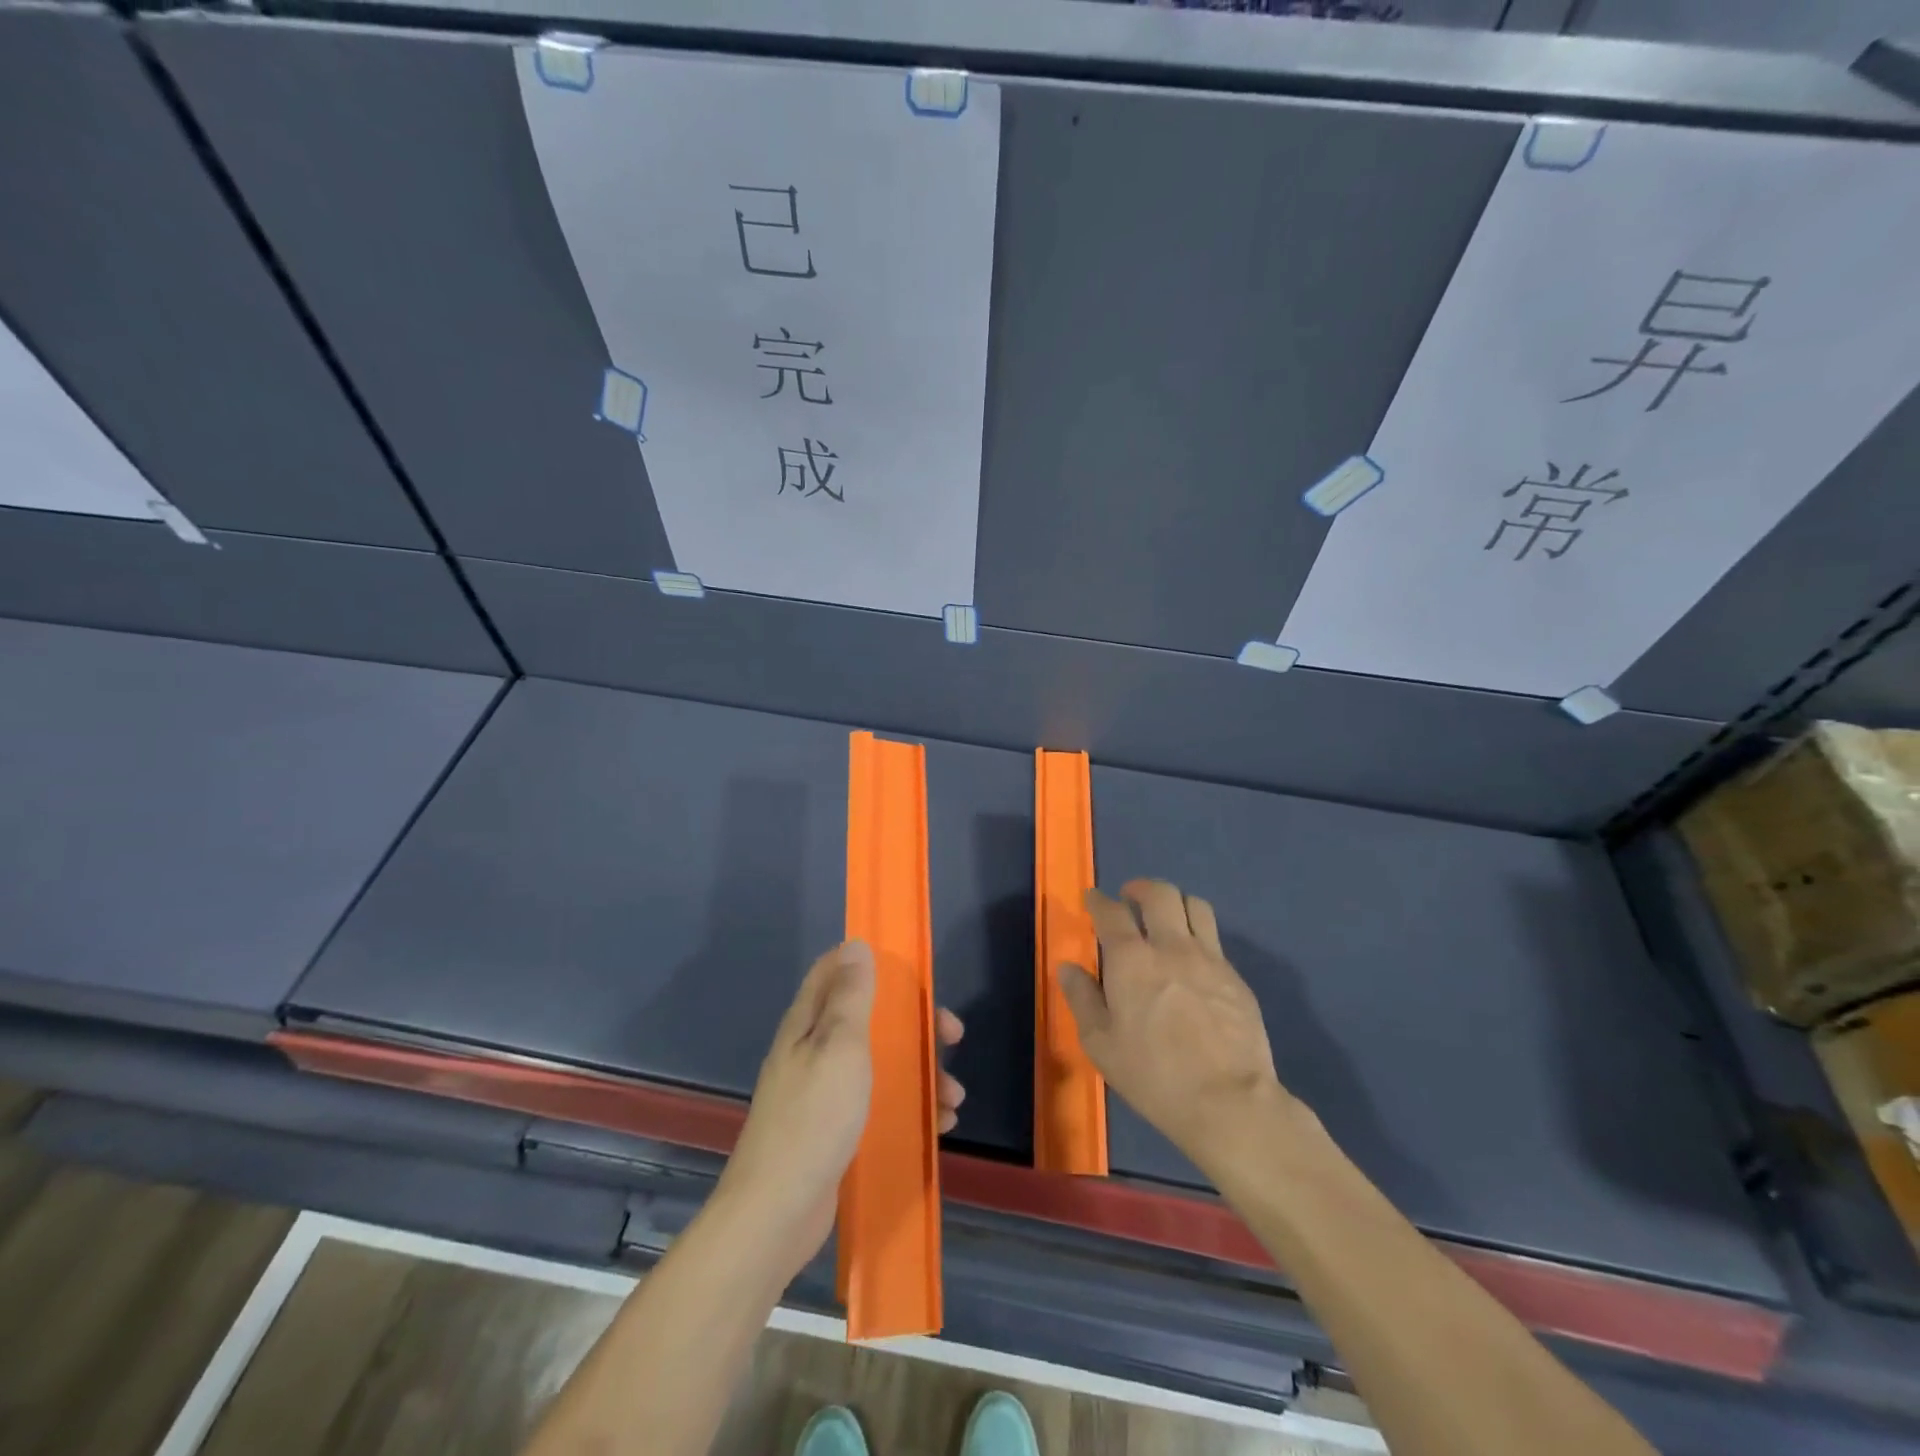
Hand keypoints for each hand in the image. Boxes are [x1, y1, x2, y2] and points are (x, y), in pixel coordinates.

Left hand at [716, 941, 964, 1278]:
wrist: (777, 1213)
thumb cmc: (814, 1119)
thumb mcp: (839, 1047)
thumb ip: (851, 997)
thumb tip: (856, 945)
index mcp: (808, 1024)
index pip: (835, 972)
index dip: (873, 964)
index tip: (914, 975)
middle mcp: (814, 1051)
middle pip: (871, 1019)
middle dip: (914, 1024)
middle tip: (951, 1037)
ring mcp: (825, 1093)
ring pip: (882, 1063)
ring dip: (922, 1072)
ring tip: (953, 1098)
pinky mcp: (837, 1130)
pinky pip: (881, 1103)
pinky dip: (911, 1106)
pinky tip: (939, 1125)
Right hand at [1057, 879, 1292, 1178]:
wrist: (1228, 1102)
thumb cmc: (1154, 1076)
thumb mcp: (1101, 1044)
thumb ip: (1082, 998)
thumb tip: (1068, 967)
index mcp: (1131, 960)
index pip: (1111, 912)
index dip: (1098, 900)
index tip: (1092, 898)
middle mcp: (1171, 946)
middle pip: (1159, 894)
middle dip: (1140, 888)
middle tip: (1130, 898)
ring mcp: (1209, 959)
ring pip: (1195, 905)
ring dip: (1175, 903)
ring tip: (1166, 917)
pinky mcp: (1235, 977)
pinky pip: (1214, 939)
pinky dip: (1198, 935)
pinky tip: (1192, 959)